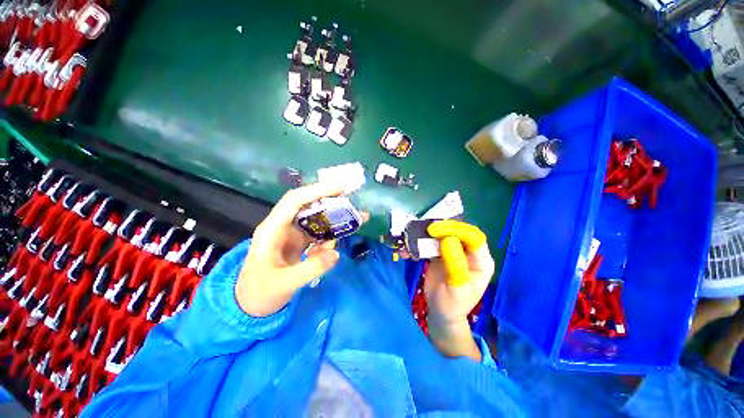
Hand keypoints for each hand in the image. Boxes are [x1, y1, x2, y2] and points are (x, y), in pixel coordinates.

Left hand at [236, 182, 363, 316]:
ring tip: (357, 221)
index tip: (341, 187)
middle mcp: (284, 226)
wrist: (251, 305)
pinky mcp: (301, 243)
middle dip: (332, 200)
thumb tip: (336, 254)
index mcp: (273, 229)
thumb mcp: (283, 284)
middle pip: (309, 205)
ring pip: (318, 219)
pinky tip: (331, 250)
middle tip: (353, 198)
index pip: (295, 200)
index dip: (317, 190)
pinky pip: (320, 234)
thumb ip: (310, 268)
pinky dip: (330, 237)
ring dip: (336, 220)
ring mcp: (293, 234)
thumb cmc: (260, 292)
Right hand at [423, 220, 494, 359]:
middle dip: (447, 228)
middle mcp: (471, 253)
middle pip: (462, 232)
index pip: (475, 238)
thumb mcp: (456, 288)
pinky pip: (438, 240)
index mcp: (481, 262)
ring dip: (437, 230)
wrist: (441, 311)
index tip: (439, 231)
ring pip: (449, 233)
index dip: (459, 231)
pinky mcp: (444, 252)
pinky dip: (430, 237)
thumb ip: (455, 264)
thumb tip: (448, 239)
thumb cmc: (453, 304)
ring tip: (424, 230)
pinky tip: (421, 237)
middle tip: (429, 229)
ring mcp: (457, 251)